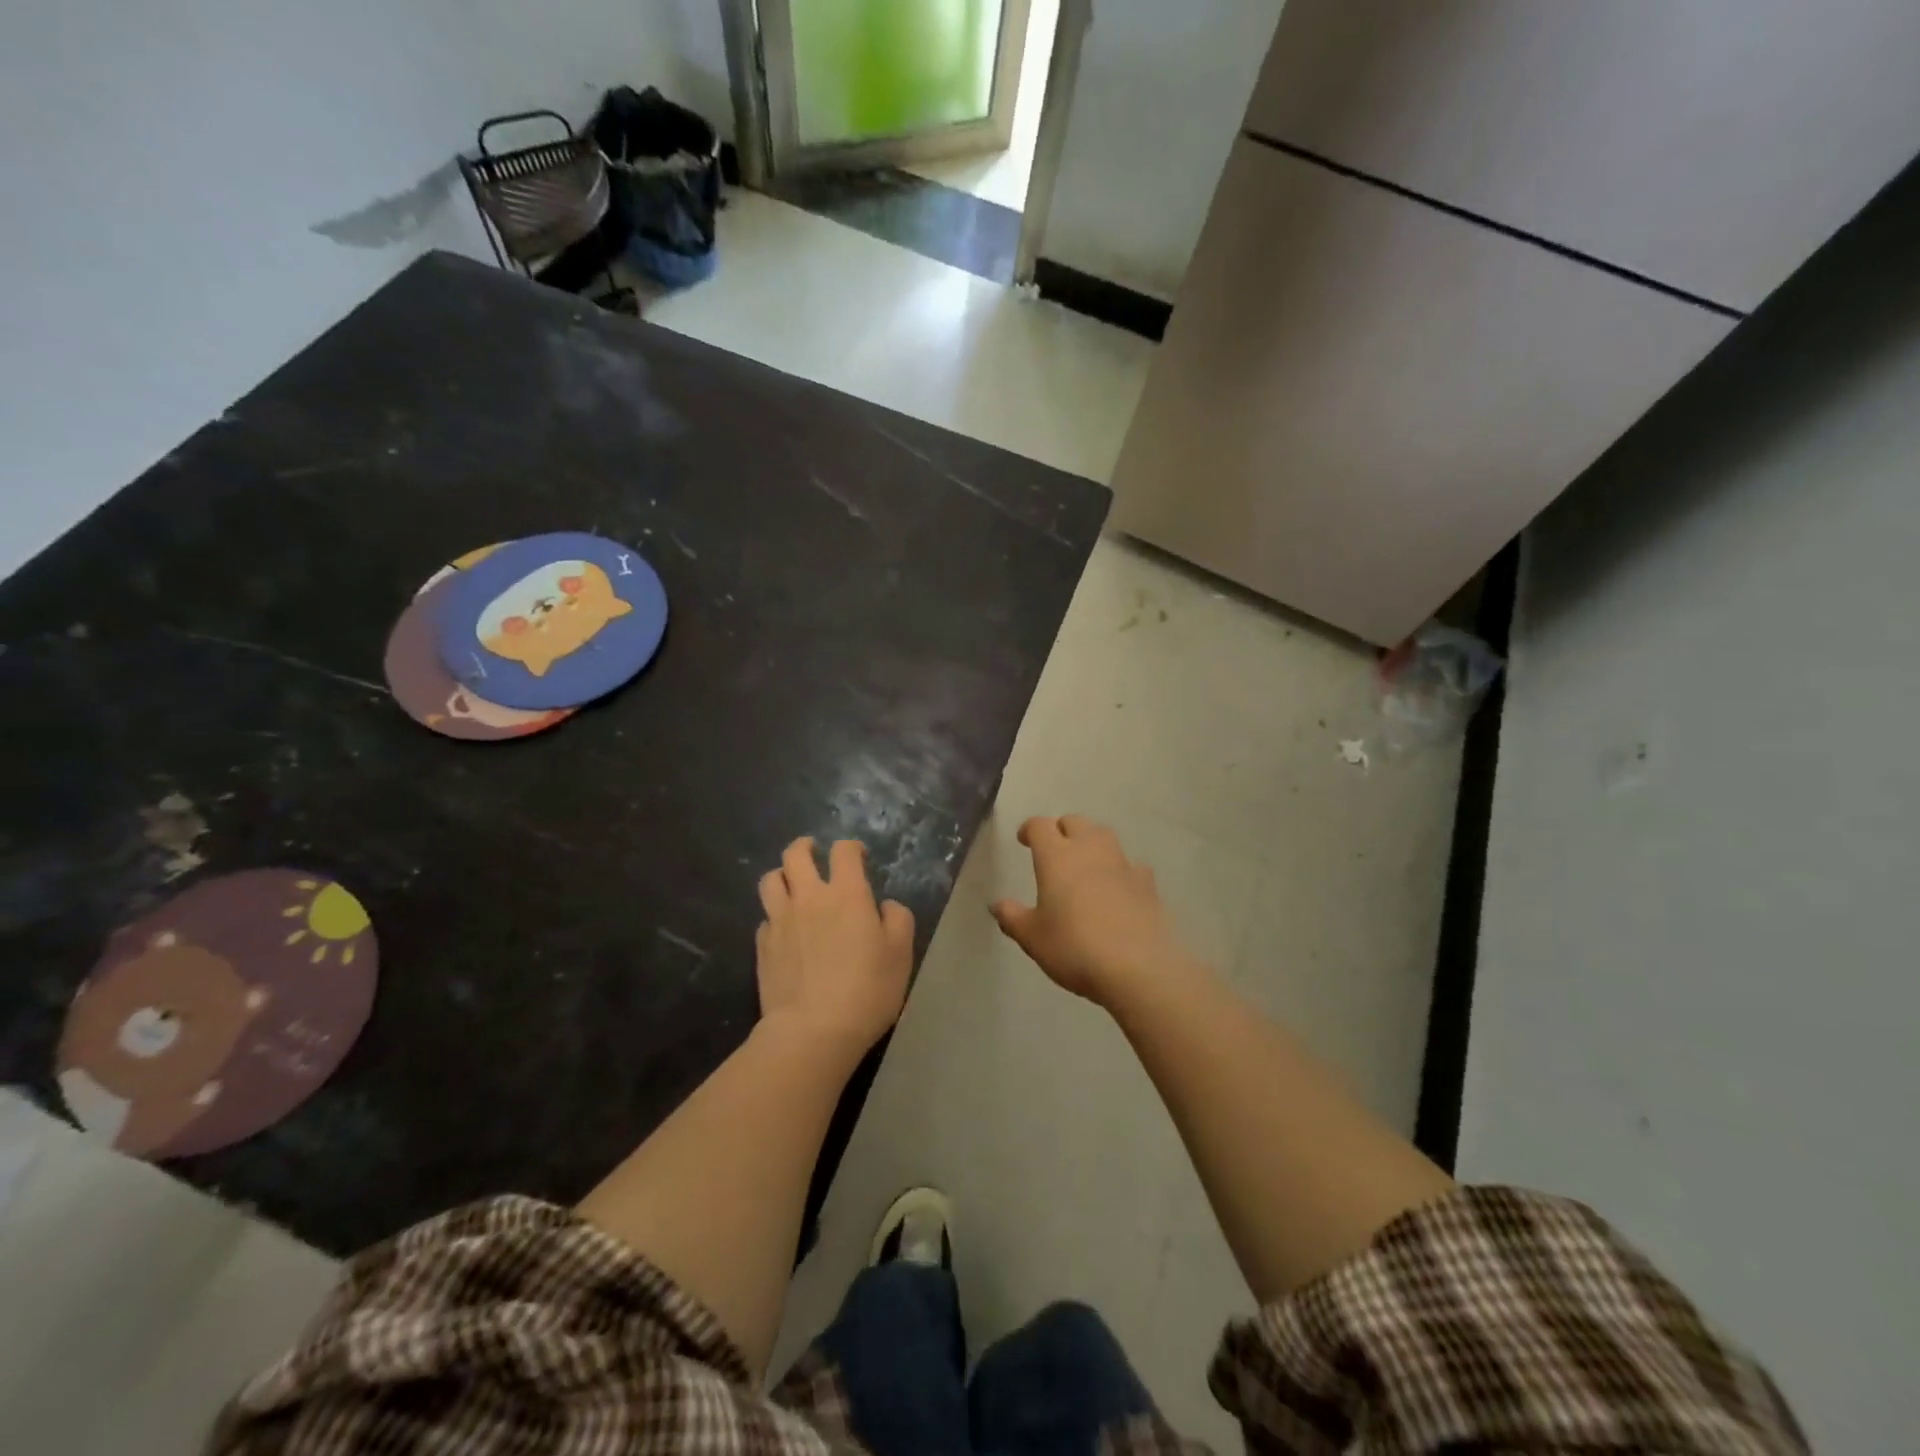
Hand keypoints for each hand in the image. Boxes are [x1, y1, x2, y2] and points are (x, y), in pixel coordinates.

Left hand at [756, 837, 914, 1064]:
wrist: (812, 1031)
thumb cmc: (866, 990)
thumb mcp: (901, 954)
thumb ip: (898, 920)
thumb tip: (886, 906)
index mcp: (847, 894)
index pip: (844, 851)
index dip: (851, 847)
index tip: (858, 856)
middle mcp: (809, 897)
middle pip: (795, 854)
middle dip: (805, 846)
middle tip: (814, 852)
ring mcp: (780, 920)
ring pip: (771, 880)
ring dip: (782, 874)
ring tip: (792, 883)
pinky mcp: (763, 946)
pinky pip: (765, 917)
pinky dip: (775, 914)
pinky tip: (784, 928)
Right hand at [991, 815, 1201, 1009]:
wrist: (1138, 968)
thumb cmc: (1074, 948)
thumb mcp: (1033, 938)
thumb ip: (1012, 917)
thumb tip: (996, 905)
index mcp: (1056, 857)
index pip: (1040, 826)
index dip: (1030, 829)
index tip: (1024, 839)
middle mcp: (1090, 850)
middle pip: (1075, 822)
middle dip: (1062, 829)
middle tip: (1054, 849)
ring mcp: (1122, 864)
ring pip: (1105, 836)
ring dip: (1091, 841)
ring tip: (1085, 863)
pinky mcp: (1147, 883)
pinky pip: (1131, 865)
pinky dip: (1120, 869)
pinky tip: (1118, 886)